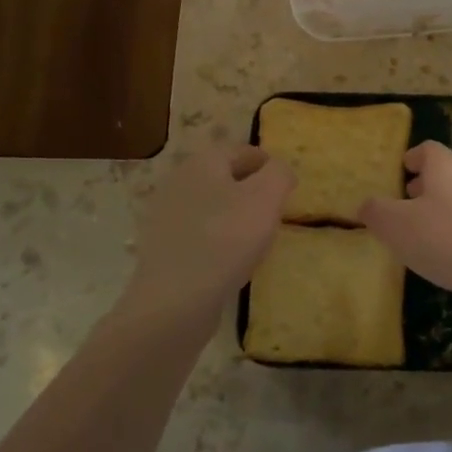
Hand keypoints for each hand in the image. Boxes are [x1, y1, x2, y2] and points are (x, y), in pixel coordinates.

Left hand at [126, 145, 293, 324]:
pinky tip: (232, 260)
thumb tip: (280, 170)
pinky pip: (200, 234)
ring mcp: (167, 217)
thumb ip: (279, 174)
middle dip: (251, 189)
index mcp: (203, 162)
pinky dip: (218, 240)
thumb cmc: (226, 239)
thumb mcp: (266, 197)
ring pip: (211, 206)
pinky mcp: (164, 248)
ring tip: (257, 238)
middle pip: (224, 177)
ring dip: (235, 215)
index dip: (268, 163)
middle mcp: (179, 182)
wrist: (175, 300)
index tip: (287, 185)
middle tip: (275, 210)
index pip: (242, 150)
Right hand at [360, 141, 451, 307]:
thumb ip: (377, 213)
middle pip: (450, 166)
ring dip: (450, 200)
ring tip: (435, 225)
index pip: (427, 149)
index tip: (404, 169)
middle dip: (431, 179)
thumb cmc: (449, 241)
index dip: (413, 158)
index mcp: (444, 165)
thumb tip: (366, 204)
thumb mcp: (398, 229)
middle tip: (414, 197)